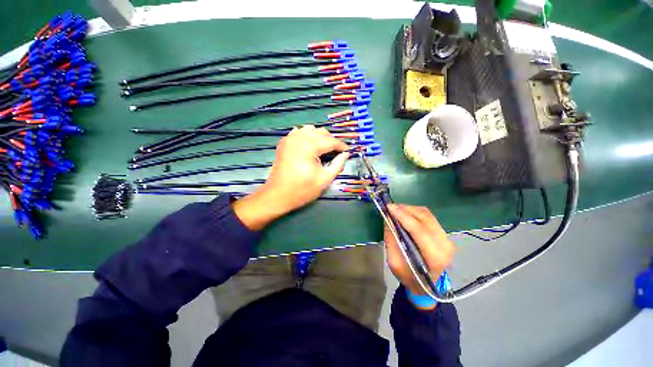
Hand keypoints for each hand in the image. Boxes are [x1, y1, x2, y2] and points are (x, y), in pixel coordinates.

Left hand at [233, 125, 348, 230]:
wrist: (278, 195)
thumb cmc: (303, 189)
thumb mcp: (324, 179)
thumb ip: (338, 165)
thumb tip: (346, 155)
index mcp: (310, 146)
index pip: (331, 141)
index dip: (341, 146)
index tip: (348, 151)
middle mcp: (299, 138)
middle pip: (321, 132)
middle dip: (331, 141)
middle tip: (336, 153)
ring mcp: (290, 139)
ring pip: (310, 130)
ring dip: (319, 137)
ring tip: (323, 149)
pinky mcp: (284, 143)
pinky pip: (299, 133)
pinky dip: (306, 136)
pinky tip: (309, 146)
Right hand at [385, 204, 454, 296]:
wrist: (426, 285)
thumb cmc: (409, 277)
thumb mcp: (394, 263)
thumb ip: (391, 240)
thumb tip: (388, 219)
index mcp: (434, 257)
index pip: (419, 230)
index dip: (403, 216)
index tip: (389, 207)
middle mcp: (444, 245)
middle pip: (424, 218)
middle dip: (405, 210)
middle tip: (390, 208)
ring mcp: (447, 239)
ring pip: (427, 215)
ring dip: (410, 209)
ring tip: (396, 210)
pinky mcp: (444, 234)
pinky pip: (429, 217)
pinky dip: (415, 212)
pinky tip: (405, 214)